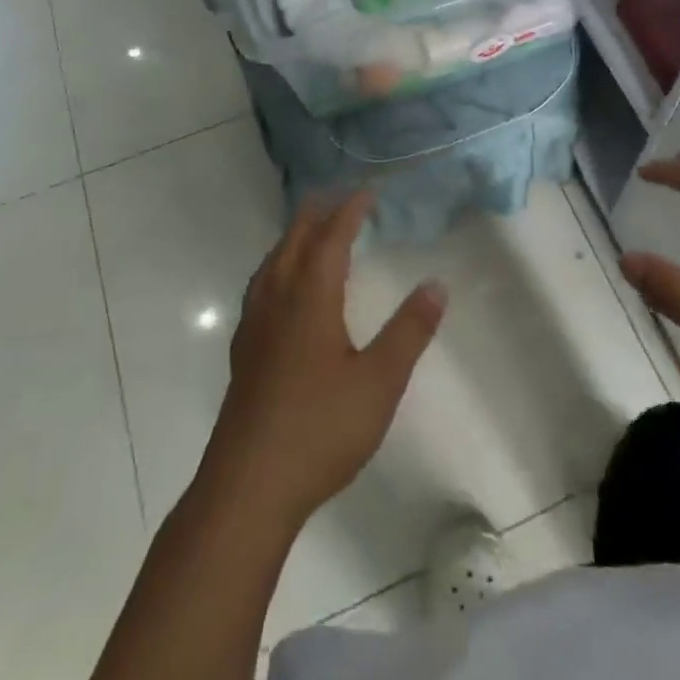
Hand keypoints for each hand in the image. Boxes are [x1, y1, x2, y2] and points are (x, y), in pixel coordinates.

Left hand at [204, 193, 446, 527]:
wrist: (248, 487)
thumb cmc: (321, 429)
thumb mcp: (379, 381)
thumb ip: (409, 331)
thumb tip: (436, 284)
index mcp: (310, 299)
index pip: (330, 239)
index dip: (349, 211)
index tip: (367, 193)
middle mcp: (277, 302)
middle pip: (294, 243)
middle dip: (316, 215)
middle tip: (337, 197)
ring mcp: (254, 328)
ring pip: (271, 264)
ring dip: (292, 238)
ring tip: (309, 231)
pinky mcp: (243, 353)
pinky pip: (260, 288)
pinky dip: (276, 267)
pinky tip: (280, 289)